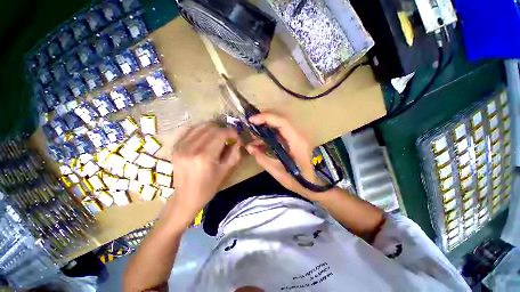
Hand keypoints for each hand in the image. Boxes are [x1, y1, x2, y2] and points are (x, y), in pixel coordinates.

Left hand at [169, 123, 241, 225]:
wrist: (185, 197)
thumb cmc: (208, 187)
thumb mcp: (226, 171)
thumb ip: (235, 153)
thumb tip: (238, 141)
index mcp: (204, 156)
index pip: (221, 133)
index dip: (232, 133)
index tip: (237, 138)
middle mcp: (191, 147)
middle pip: (212, 128)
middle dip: (224, 131)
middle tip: (229, 139)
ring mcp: (181, 145)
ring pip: (202, 126)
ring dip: (214, 129)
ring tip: (219, 138)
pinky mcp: (176, 146)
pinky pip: (192, 130)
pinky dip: (203, 131)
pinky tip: (207, 138)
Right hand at [245, 113, 322, 199]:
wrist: (319, 187)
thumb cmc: (301, 182)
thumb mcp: (279, 174)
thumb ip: (263, 159)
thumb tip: (250, 148)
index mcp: (297, 143)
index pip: (282, 122)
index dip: (266, 118)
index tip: (251, 120)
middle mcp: (299, 137)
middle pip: (280, 121)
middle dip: (264, 121)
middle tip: (250, 127)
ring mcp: (298, 138)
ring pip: (280, 127)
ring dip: (266, 129)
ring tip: (253, 137)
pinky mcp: (296, 142)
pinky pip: (281, 134)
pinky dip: (270, 136)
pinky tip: (262, 143)